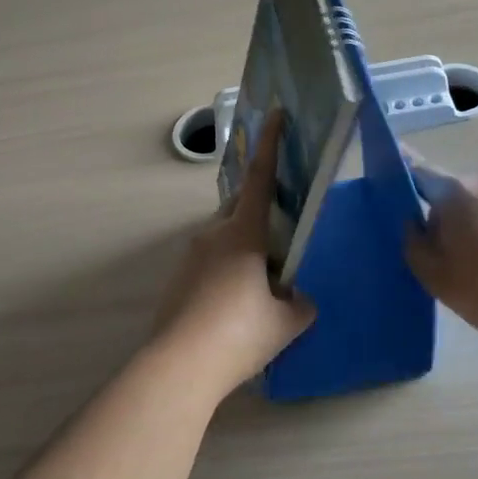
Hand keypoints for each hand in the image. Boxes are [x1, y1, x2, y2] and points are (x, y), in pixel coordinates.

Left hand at [151, 111, 314, 400]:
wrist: (180, 365)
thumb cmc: (240, 334)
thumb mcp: (286, 322)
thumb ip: (300, 304)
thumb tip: (299, 299)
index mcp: (242, 233)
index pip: (259, 178)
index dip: (270, 144)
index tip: (274, 113)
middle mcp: (212, 235)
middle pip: (238, 208)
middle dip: (258, 212)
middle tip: (279, 238)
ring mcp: (189, 257)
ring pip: (222, 238)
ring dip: (242, 248)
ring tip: (261, 286)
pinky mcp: (177, 281)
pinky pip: (208, 263)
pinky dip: (225, 271)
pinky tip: (235, 306)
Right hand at [403, 158, 477, 351]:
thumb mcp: (434, 275)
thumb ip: (413, 242)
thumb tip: (415, 223)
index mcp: (457, 191)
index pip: (419, 171)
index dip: (402, 177)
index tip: (390, 184)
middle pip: (452, 193)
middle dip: (443, 217)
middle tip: (442, 256)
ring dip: (472, 227)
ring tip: (476, 268)